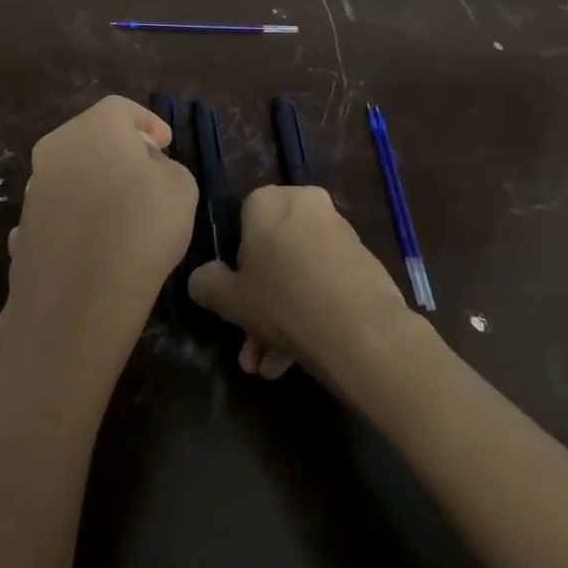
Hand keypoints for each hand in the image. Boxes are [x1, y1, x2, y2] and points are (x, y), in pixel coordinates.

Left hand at [0, 96, 196, 387]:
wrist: (77, 299)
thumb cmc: (141, 228)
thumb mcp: (181, 187)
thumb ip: (164, 166)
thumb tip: (144, 168)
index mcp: (93, 127)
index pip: (121, 107)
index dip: (147, 122)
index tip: (166, 144)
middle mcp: (54, 148)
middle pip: (91, 137)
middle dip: (120, 150)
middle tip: (147, 173)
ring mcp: (32, 190)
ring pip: (71, 173)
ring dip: (95, 183)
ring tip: (122, 213)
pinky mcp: (23, 228)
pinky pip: (58, 212)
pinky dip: (76, 218)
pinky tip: (93, 243)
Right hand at [188, 186, 415, 392]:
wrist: (361, 332)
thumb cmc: (283, 302)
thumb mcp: (228, 298)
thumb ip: (206, 283)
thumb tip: (203, 278)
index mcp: (269, 200)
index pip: (242, 223)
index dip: (236, 266)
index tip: (237, 299)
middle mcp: (306, 204)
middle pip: (273, 255)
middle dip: (259, 306)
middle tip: (252, 346)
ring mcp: (339, 232)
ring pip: (298, 274)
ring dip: (281, 319)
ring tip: (272, 367)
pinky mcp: (364, 261)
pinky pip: (325, 282)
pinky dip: (310, 312)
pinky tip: (296, 359)